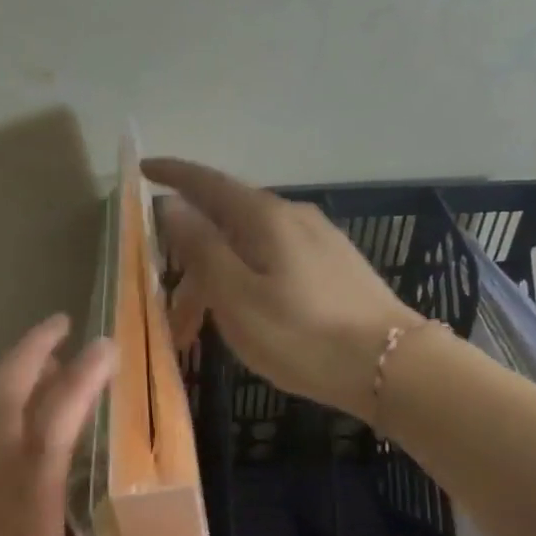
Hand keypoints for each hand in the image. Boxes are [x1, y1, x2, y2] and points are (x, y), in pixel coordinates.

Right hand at [145, 157, 420, 422]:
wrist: (392, 366)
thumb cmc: (302, 335)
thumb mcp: (236, 296)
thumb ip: (201, 247)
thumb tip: (172, 204)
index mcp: (264, 216)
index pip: (206, 182)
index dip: (172, 173)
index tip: (143, 169)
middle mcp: (292, 215)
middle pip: (226, 220)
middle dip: (190, 253)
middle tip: (169, 302)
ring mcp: (318, 238)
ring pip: (250, 245)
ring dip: (218, 275)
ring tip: (201, 324)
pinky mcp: (334, 264)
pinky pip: (274, 259)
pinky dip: (246, 278)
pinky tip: (245, 311)